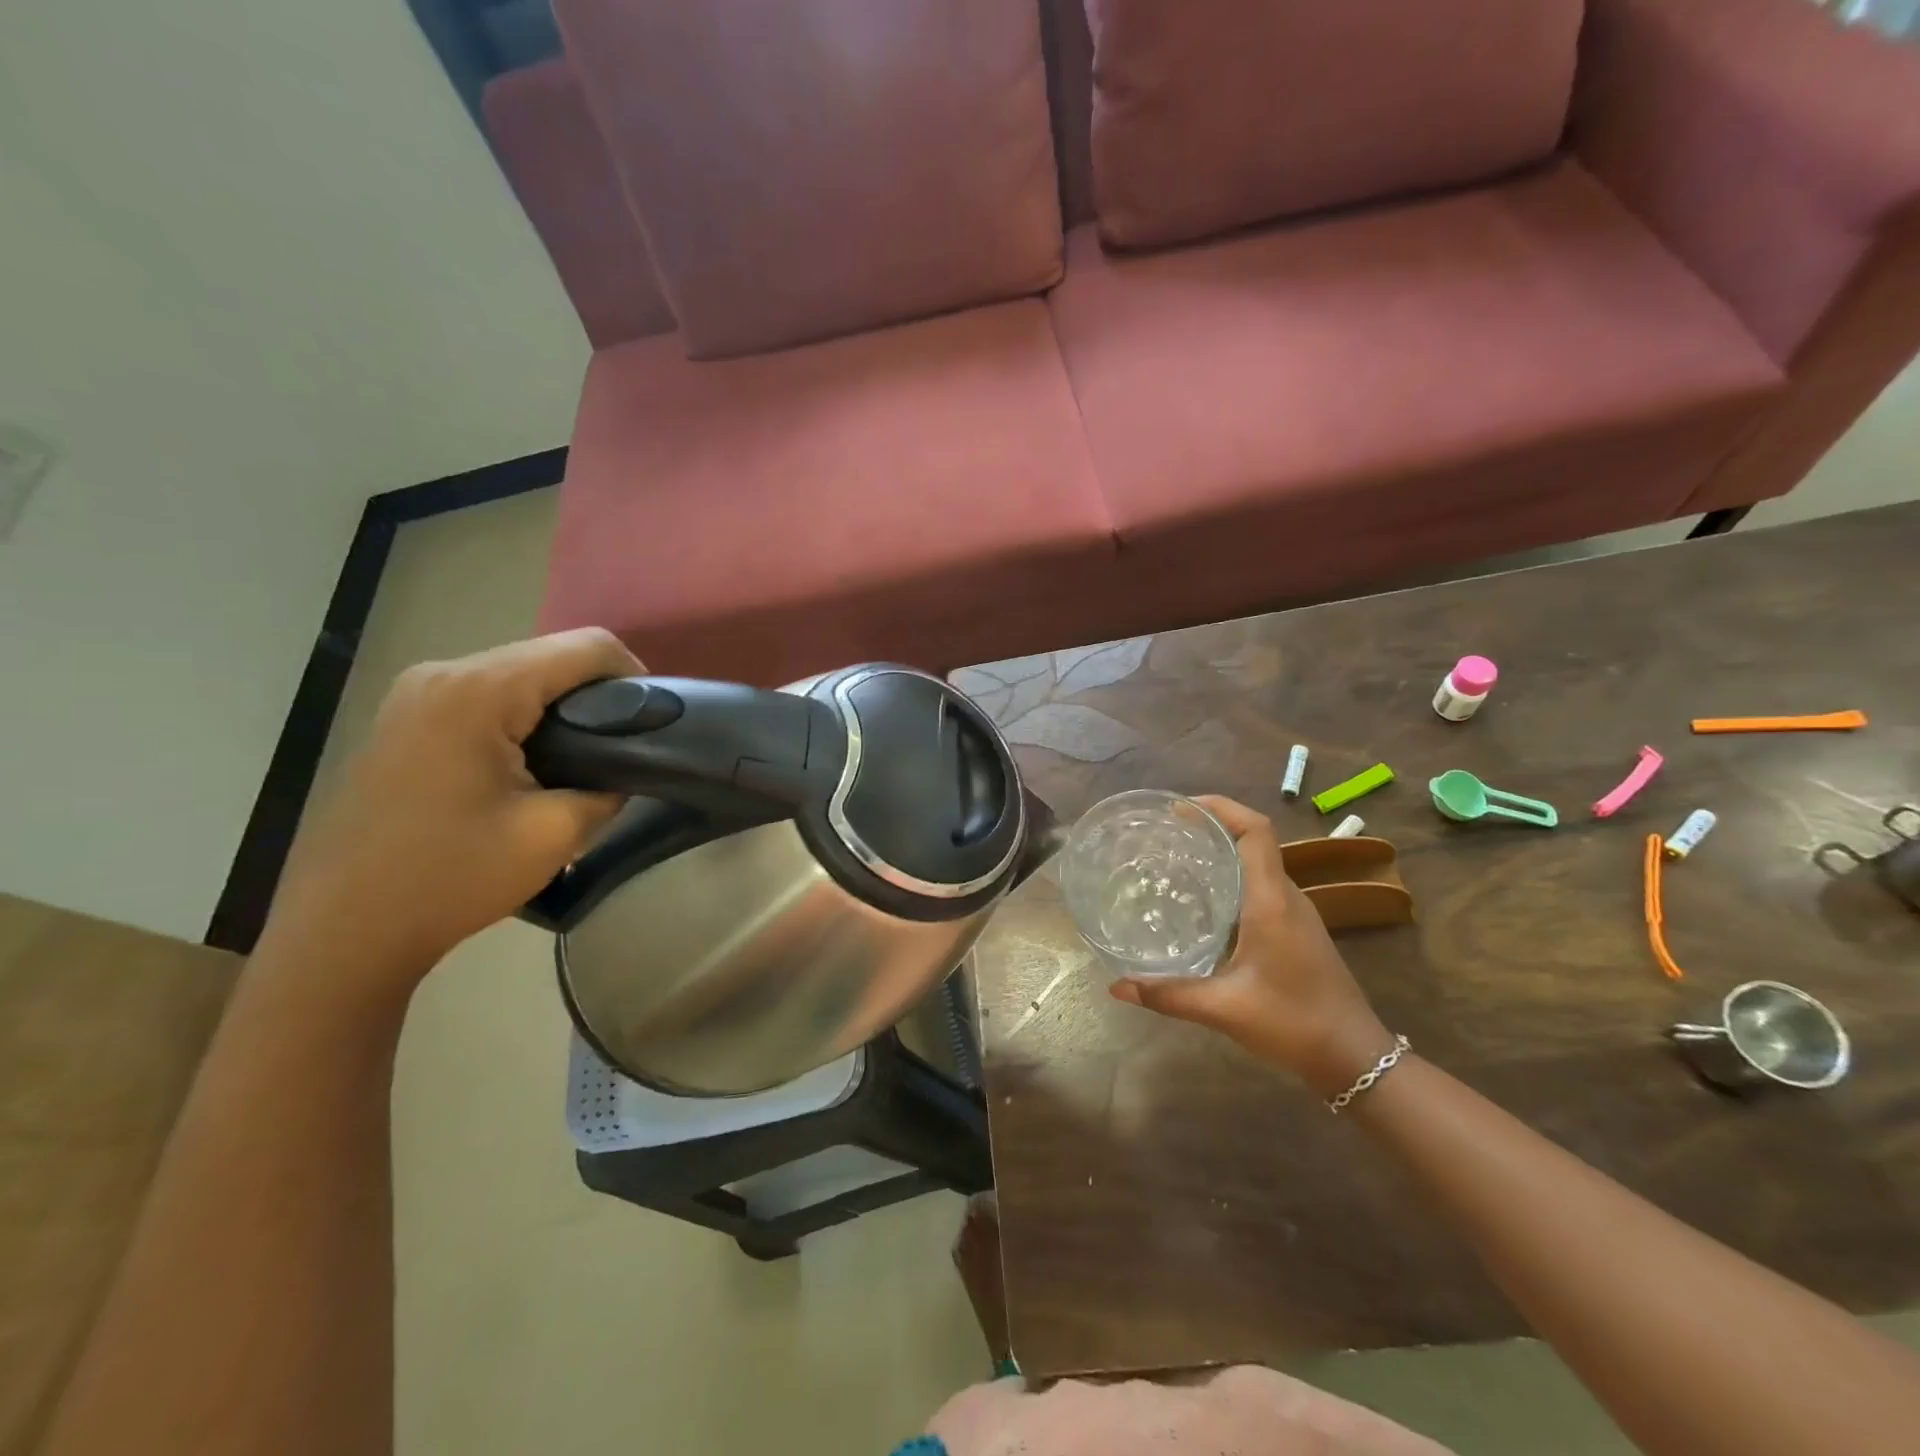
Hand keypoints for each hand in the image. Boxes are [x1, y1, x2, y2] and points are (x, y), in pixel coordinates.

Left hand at [257, 629, 642, 994]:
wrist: (342, 930)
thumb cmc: (451, 877)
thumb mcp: (553, 834)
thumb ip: (607, 788)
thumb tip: (624, 771)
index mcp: (480, 692)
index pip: (584, 647)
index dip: (633, 675)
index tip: (652, 721)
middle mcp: (443, 674)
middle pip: (548, 656)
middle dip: (596, 694)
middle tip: (624, 748)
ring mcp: (415, 694)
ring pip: (518, 675)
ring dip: (560, 708)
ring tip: (584, 759)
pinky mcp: (405, 718)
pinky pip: (485, 696)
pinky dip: (523, 717)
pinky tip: (533, 763)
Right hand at [1108, 796, 1395, 1097]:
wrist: (1356, 1058)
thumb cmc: (1294, 1023)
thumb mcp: (1224, 1009)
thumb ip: (1169, 995)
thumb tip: (1117, 987)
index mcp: (1272, 901)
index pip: (1255, 831)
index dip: (1221, 807)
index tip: (1180, 808)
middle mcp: (1286, 897)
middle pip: (1253, 840)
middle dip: (1211, 826)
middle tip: (1164, 834)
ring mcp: (1295, 914)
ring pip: (1257, 864)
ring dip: (1221, 853)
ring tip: (1175, 861)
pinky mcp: (1296, 931)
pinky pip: (1261, 887)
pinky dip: (1231, 880)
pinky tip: (1202, 904)